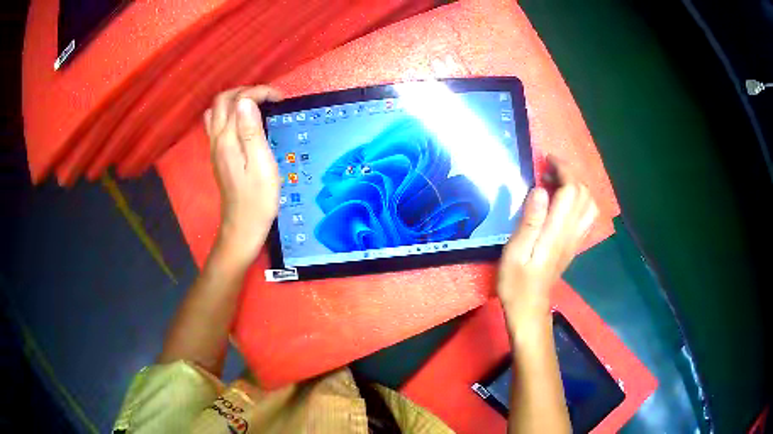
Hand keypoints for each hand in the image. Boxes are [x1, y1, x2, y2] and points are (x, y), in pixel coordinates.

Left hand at [204, 86, 282, 267]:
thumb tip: (246, 101)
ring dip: (235, 101)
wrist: (242, 227)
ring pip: (215, 111)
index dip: (259, 92)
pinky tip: (245, 124)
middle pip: (222, 101)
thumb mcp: (261, 165)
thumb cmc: (258, 199)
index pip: (237, 100)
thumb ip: (252, 131)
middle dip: (245, 91)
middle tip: (268, 99)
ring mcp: (214, 148)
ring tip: (256, 106)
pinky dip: (230, 114)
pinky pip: (216, 124)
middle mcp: (216, 139)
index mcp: (227, 139)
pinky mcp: (217, 155)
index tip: (280, 99)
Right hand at [498, 156, 598, 333]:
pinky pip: (587, 215)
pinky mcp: (574, 244)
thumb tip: (540, 189)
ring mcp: (576, 238)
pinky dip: (580, 199)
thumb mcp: (514, 252)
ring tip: (556, 182)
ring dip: (576, 185)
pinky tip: (564, 200)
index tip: (546, 160)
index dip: (562, 169)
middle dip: (569, 173)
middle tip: (547, 168)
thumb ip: (529, 221)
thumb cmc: (516, 282)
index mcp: (557, 231)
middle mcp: (572, 232)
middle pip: (583, 193)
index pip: (571, 190)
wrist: (529, 307)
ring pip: (589, 203)